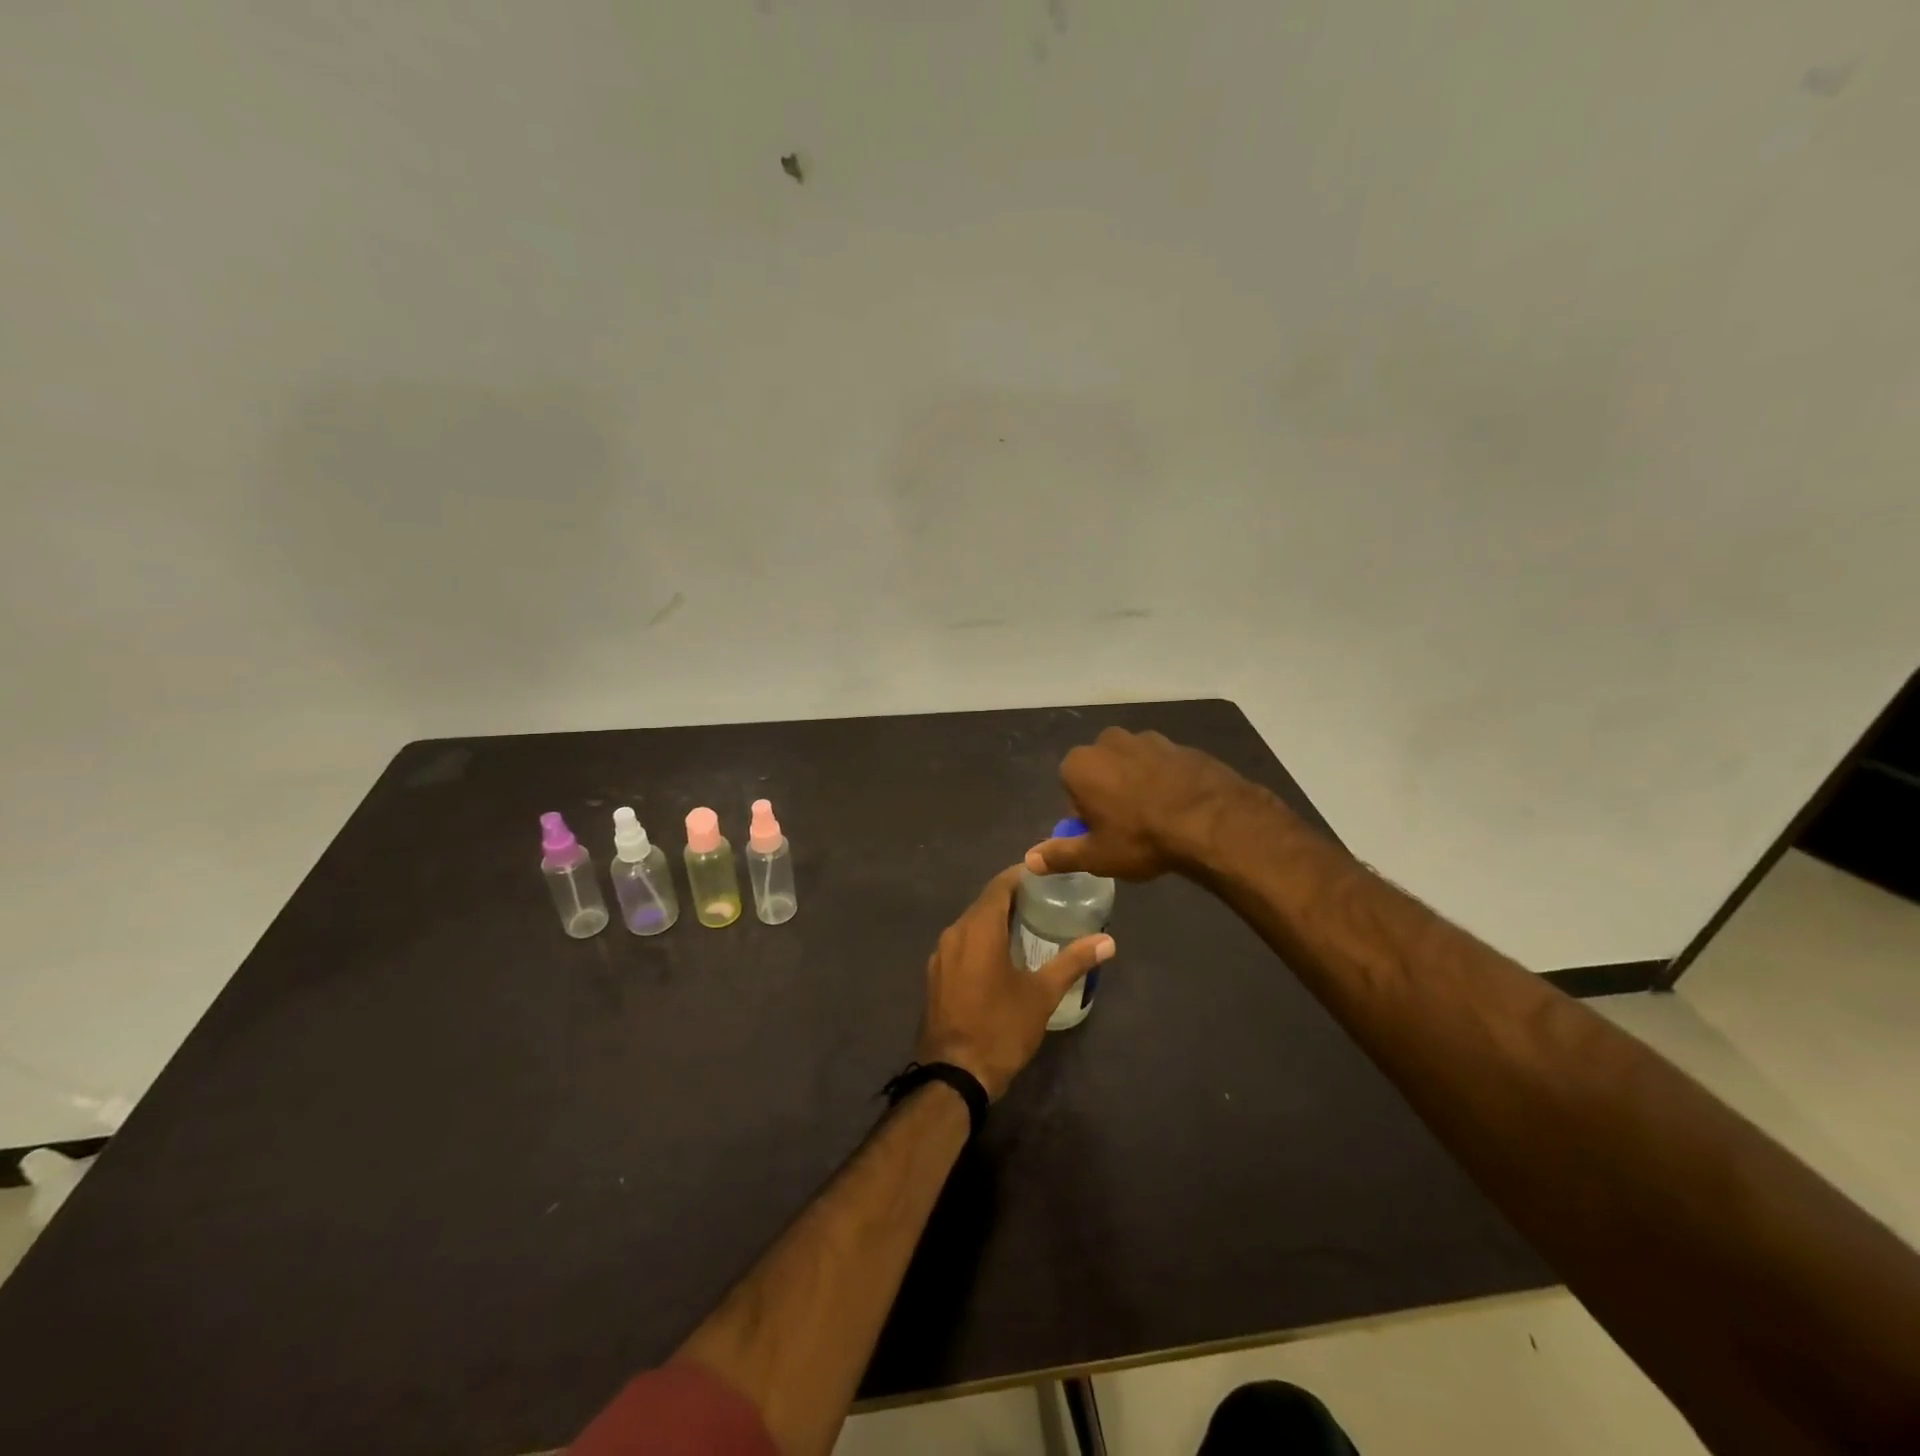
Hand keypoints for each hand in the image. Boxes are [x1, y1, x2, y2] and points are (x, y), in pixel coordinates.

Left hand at [915, 865, 1115, 1100]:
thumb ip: (1073, 962)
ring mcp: (940, 956)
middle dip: (1012, 898)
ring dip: (995, 919)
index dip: (1020, 875)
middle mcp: (954, 933)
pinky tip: (1001, 955)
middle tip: (1044, 900)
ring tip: (1027, 925)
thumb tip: (1108, 941)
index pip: (999, 886)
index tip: (1044, 874)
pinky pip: (961, 944)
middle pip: (984, 903)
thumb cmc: (1000, 1028)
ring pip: (970, 924)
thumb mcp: (1042, 995)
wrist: (953, 1075)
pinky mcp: (936, 976)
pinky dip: (981, 939)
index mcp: (978, 929)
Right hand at [1024, 727, 1256, 880]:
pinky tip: (1180, 808)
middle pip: (1100, 771)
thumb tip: (1029, 861)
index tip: (1103, 834)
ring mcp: (1148, 738)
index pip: (1070, 788)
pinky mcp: (1180, 744)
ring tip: (1157, 819)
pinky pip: (1163, 765)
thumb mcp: (1096, 856)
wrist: (1211, 820)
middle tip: (1128, 828)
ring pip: (1132, 764)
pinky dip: (1166, 781)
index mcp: (1080, 764)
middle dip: (1108, 793)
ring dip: (1137, 784)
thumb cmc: (1140, 838)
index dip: (1085, 813)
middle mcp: (1108, 741)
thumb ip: (1060, 855)